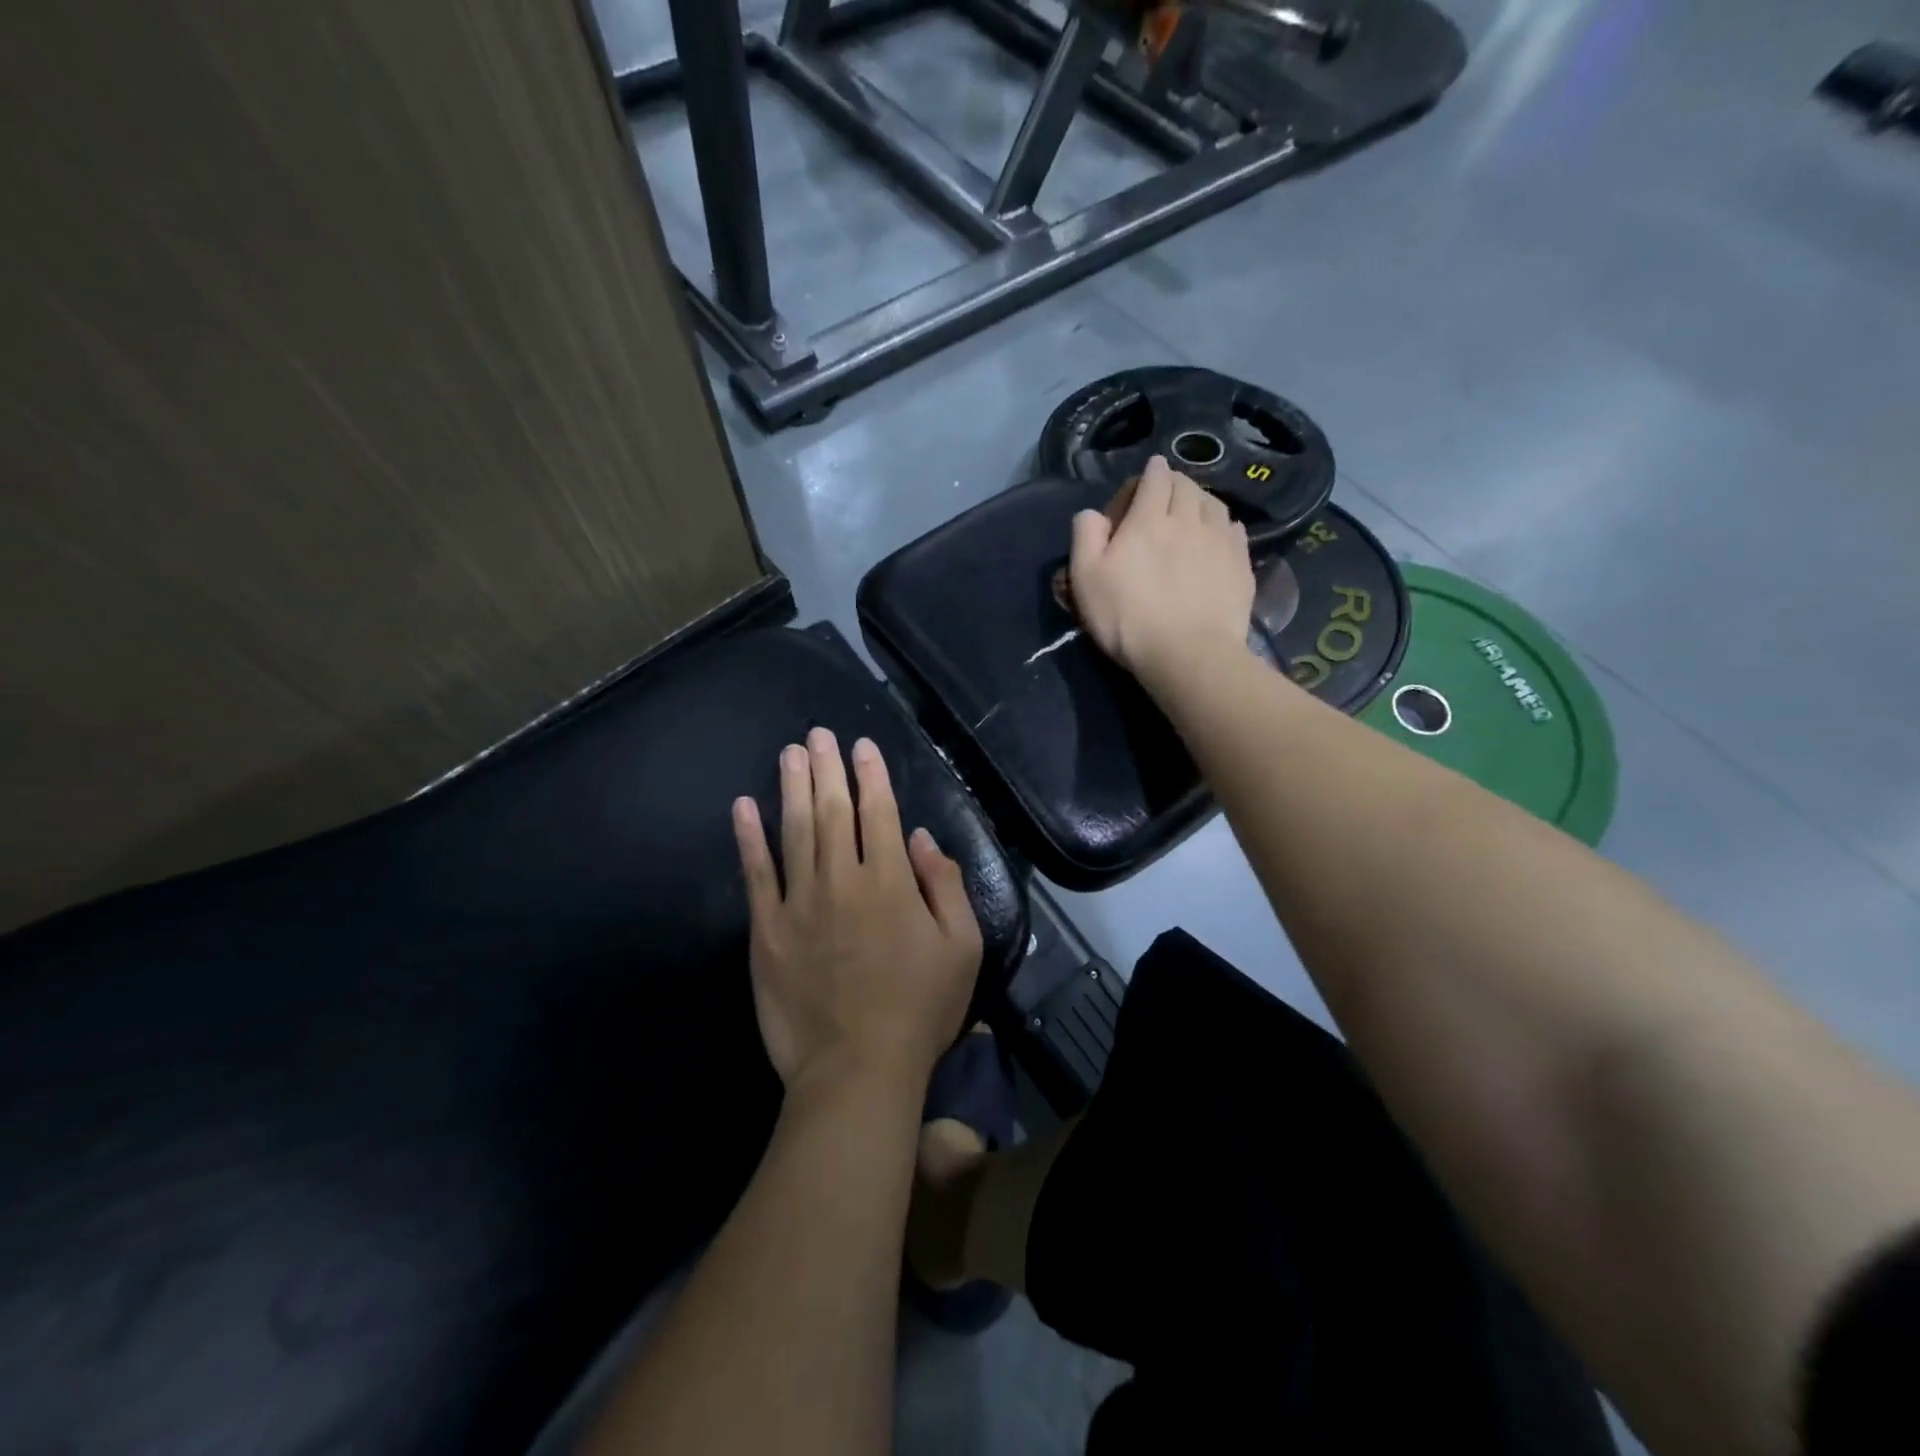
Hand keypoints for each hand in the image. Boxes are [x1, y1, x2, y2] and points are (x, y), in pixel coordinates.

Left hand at [733, 728, 982, 1093]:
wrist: (856, 1071)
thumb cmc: (919, 1010)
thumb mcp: (962, 949)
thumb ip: (945, 887)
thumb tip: (924, 838)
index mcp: (891, 883)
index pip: (880, 813)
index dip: (871, 775)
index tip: (861, 745)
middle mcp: (842, 880)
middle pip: (833, 811)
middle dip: (828, 768)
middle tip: (818, 733)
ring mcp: (799, 904)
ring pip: (794, 831)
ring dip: (791, 787)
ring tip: (789, 753)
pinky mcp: (766, 931)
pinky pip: (756, 875)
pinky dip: (748, 838)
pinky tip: (743, 807)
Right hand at [1068, 454, 1254, 693]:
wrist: (1187, 655)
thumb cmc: (1128, 619)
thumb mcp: (1086, 580)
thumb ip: (1085, 537)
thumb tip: (1092, 513)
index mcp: (1148, 520)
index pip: (1155, 478)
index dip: (1151, 472)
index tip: (1149, 473)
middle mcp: (1188, 519)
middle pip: (1186, 485)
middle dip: (1175, 482)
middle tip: (1166, 494)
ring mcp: (1220, 540)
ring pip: (1213, 502)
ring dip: (1200, 499)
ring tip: (1192, 511)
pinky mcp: (1240, 563)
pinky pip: (1234, 528)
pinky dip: (1223, 523)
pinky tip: (1218, 535)